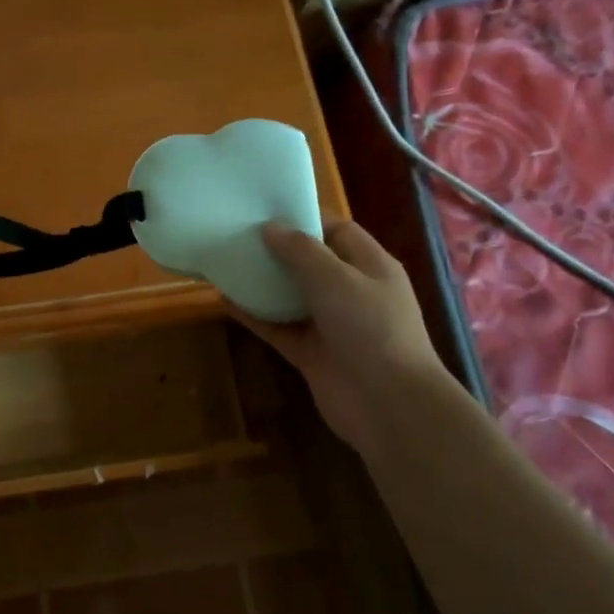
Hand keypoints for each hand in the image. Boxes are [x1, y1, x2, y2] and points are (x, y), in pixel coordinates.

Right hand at [235, 220, 447, 453]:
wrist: (387, 404)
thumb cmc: (370, 328)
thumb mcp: (336, 279)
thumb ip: (301, 251)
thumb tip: (270, 227)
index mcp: (370, 266)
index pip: (337, 231)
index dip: (305, 218)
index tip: (266, 210)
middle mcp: (351, 291)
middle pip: (310, 262)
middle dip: (277, 249)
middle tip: (237, 233)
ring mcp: (330, 324)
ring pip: (291, 295)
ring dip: (263, 282)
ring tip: (226, 262)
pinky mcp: (311, 352)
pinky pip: (278, 327)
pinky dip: (255, 315)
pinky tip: (225, 301)